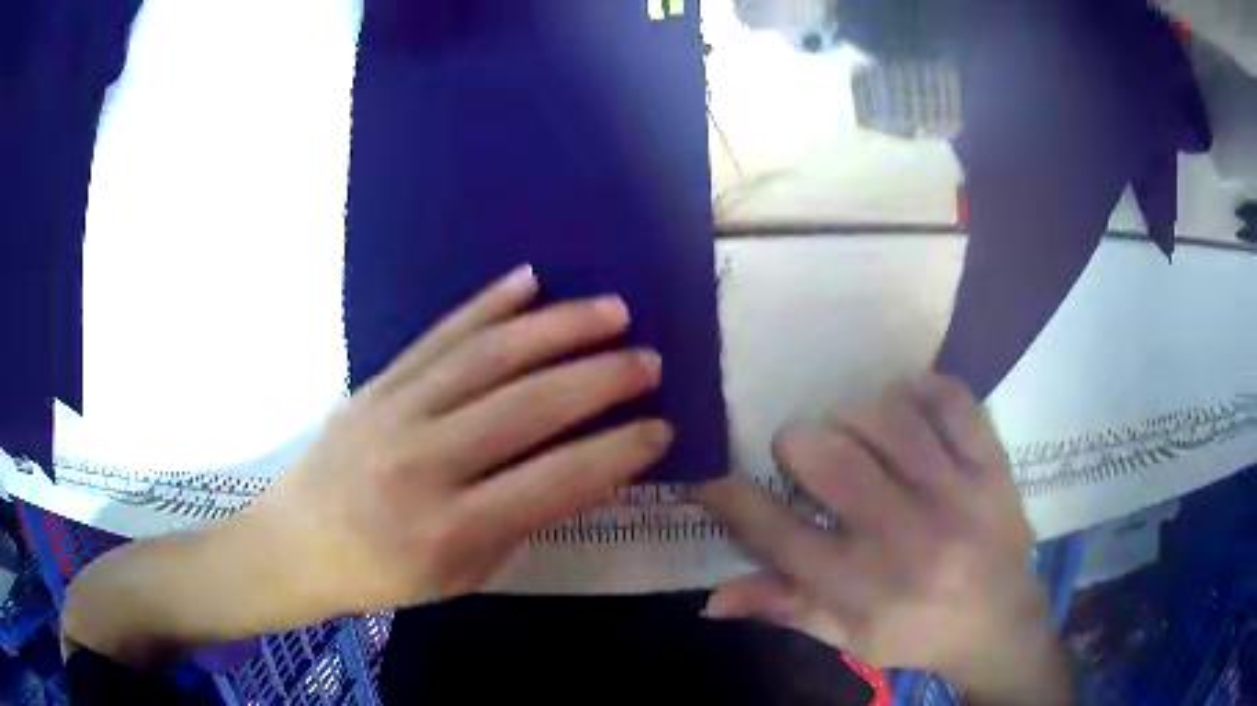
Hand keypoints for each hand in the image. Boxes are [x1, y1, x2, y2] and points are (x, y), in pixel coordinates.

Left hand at [253, 264, 672, 615]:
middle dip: (599, 378)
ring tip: (610, 310)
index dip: (615, 453)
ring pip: (487, 357)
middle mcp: (423, 463)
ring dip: (556, 328)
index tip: (661, 428)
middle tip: (649, 359)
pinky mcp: (377, 382)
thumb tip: (589, 470)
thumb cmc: (384, 574)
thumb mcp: (463, 573)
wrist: (296, 542)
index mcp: (448, 530)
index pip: (552, 482)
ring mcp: (395, 412)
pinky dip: (487, 304)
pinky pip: (438, 335)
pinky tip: (528, 281)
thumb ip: (524, 520)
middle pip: (525, 407)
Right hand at [695, 375, 1071, 703]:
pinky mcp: (992, 464)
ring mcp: (957, 494)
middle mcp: (906, 538)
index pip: (775, 533)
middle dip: (797, 444)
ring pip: (886, 414)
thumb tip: (711, 597)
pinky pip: (950, 397)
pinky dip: (920, 390)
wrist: (1002, 622)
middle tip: (805, 457)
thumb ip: (783, 609)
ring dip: (856, 415)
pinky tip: (911, 412)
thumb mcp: (846, 636)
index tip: (710, 475)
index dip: (729, 495)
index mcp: (861, 587)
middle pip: (828, 457)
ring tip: (859, 436)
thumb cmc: (916, 633)